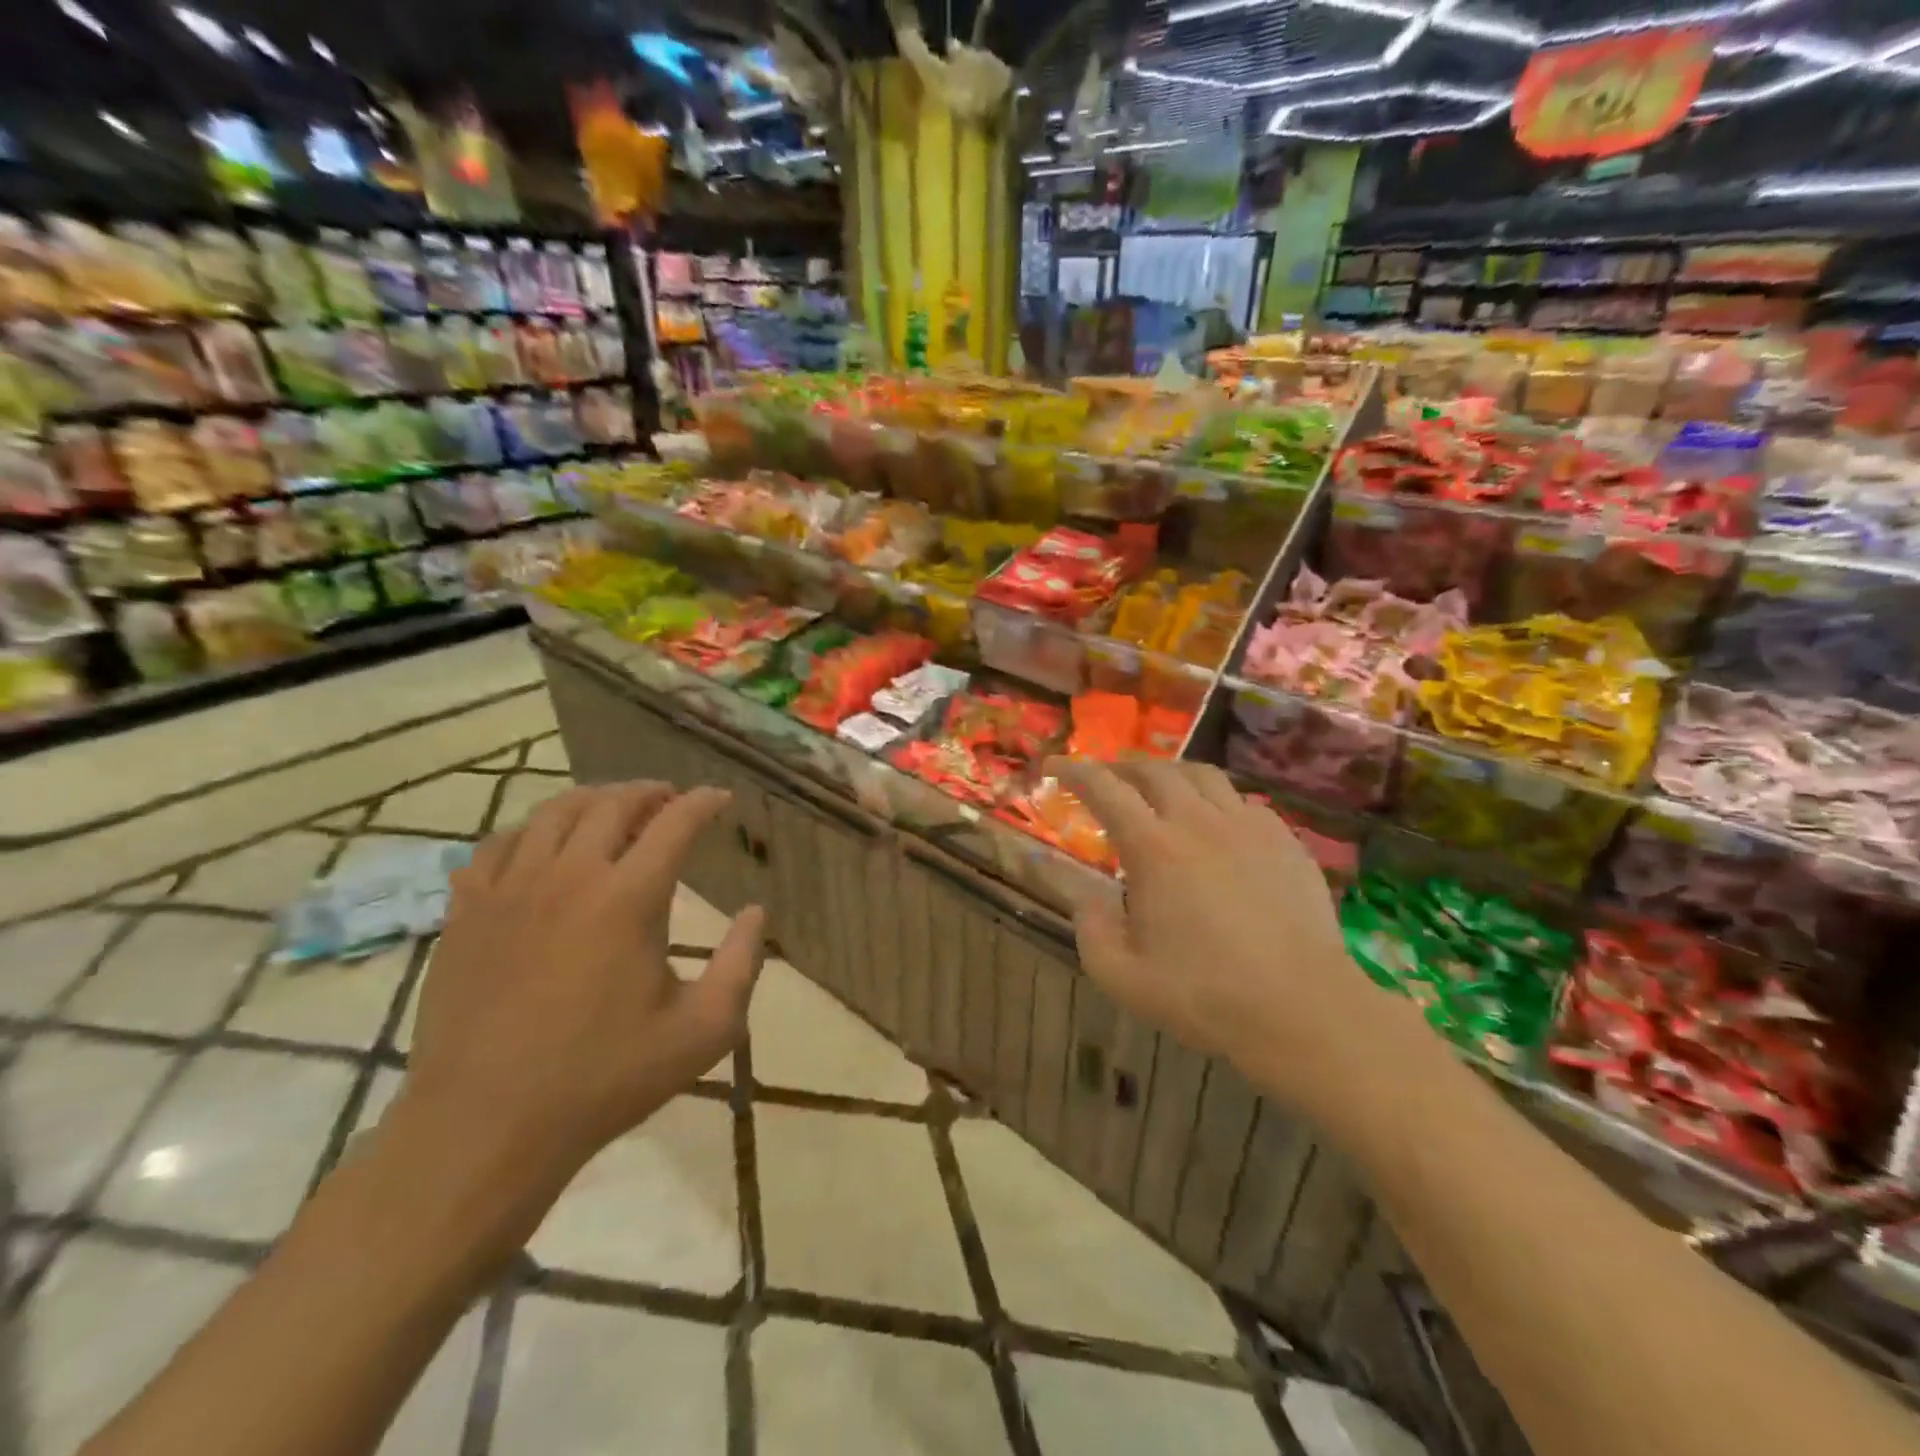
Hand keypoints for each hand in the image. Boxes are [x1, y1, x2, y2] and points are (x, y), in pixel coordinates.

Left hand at [400, 782, 764, 1182]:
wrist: (486, 1126)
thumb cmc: (604, 1079)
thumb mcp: (702, 1032)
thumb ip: (741, 965)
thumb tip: (756, 912)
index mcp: (629, 899)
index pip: (674, 824)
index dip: (703, 804)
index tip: (720, 798)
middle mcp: (570, 877)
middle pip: (613, 805)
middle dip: (650, 792)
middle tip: (670, 800)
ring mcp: (510, 890)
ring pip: (553, 813)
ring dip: (593, 800)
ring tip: (613, 810)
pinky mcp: (467, 913)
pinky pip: (498, 846)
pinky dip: (531, 831)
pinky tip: (543, 846)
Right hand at [1052, 758, 1396, 1117]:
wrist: (1303, 1010)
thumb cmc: (1205, 996)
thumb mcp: (1123, 978)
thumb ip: (1091, 930)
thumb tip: (1086, 899)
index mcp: (1154, 849)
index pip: (1105, 789)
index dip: (1074, 770)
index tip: (1054, 765)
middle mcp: (1199, 822)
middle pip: (1155, 770)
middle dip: (1122, 768)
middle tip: (1106, 781)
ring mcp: (1248, 827)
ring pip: (1203, 776)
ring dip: (1171, 775)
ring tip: (1159, 791)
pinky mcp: (1286, 841)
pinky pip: (1243, 802)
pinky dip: (1217, 801)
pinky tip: (1216, 826)